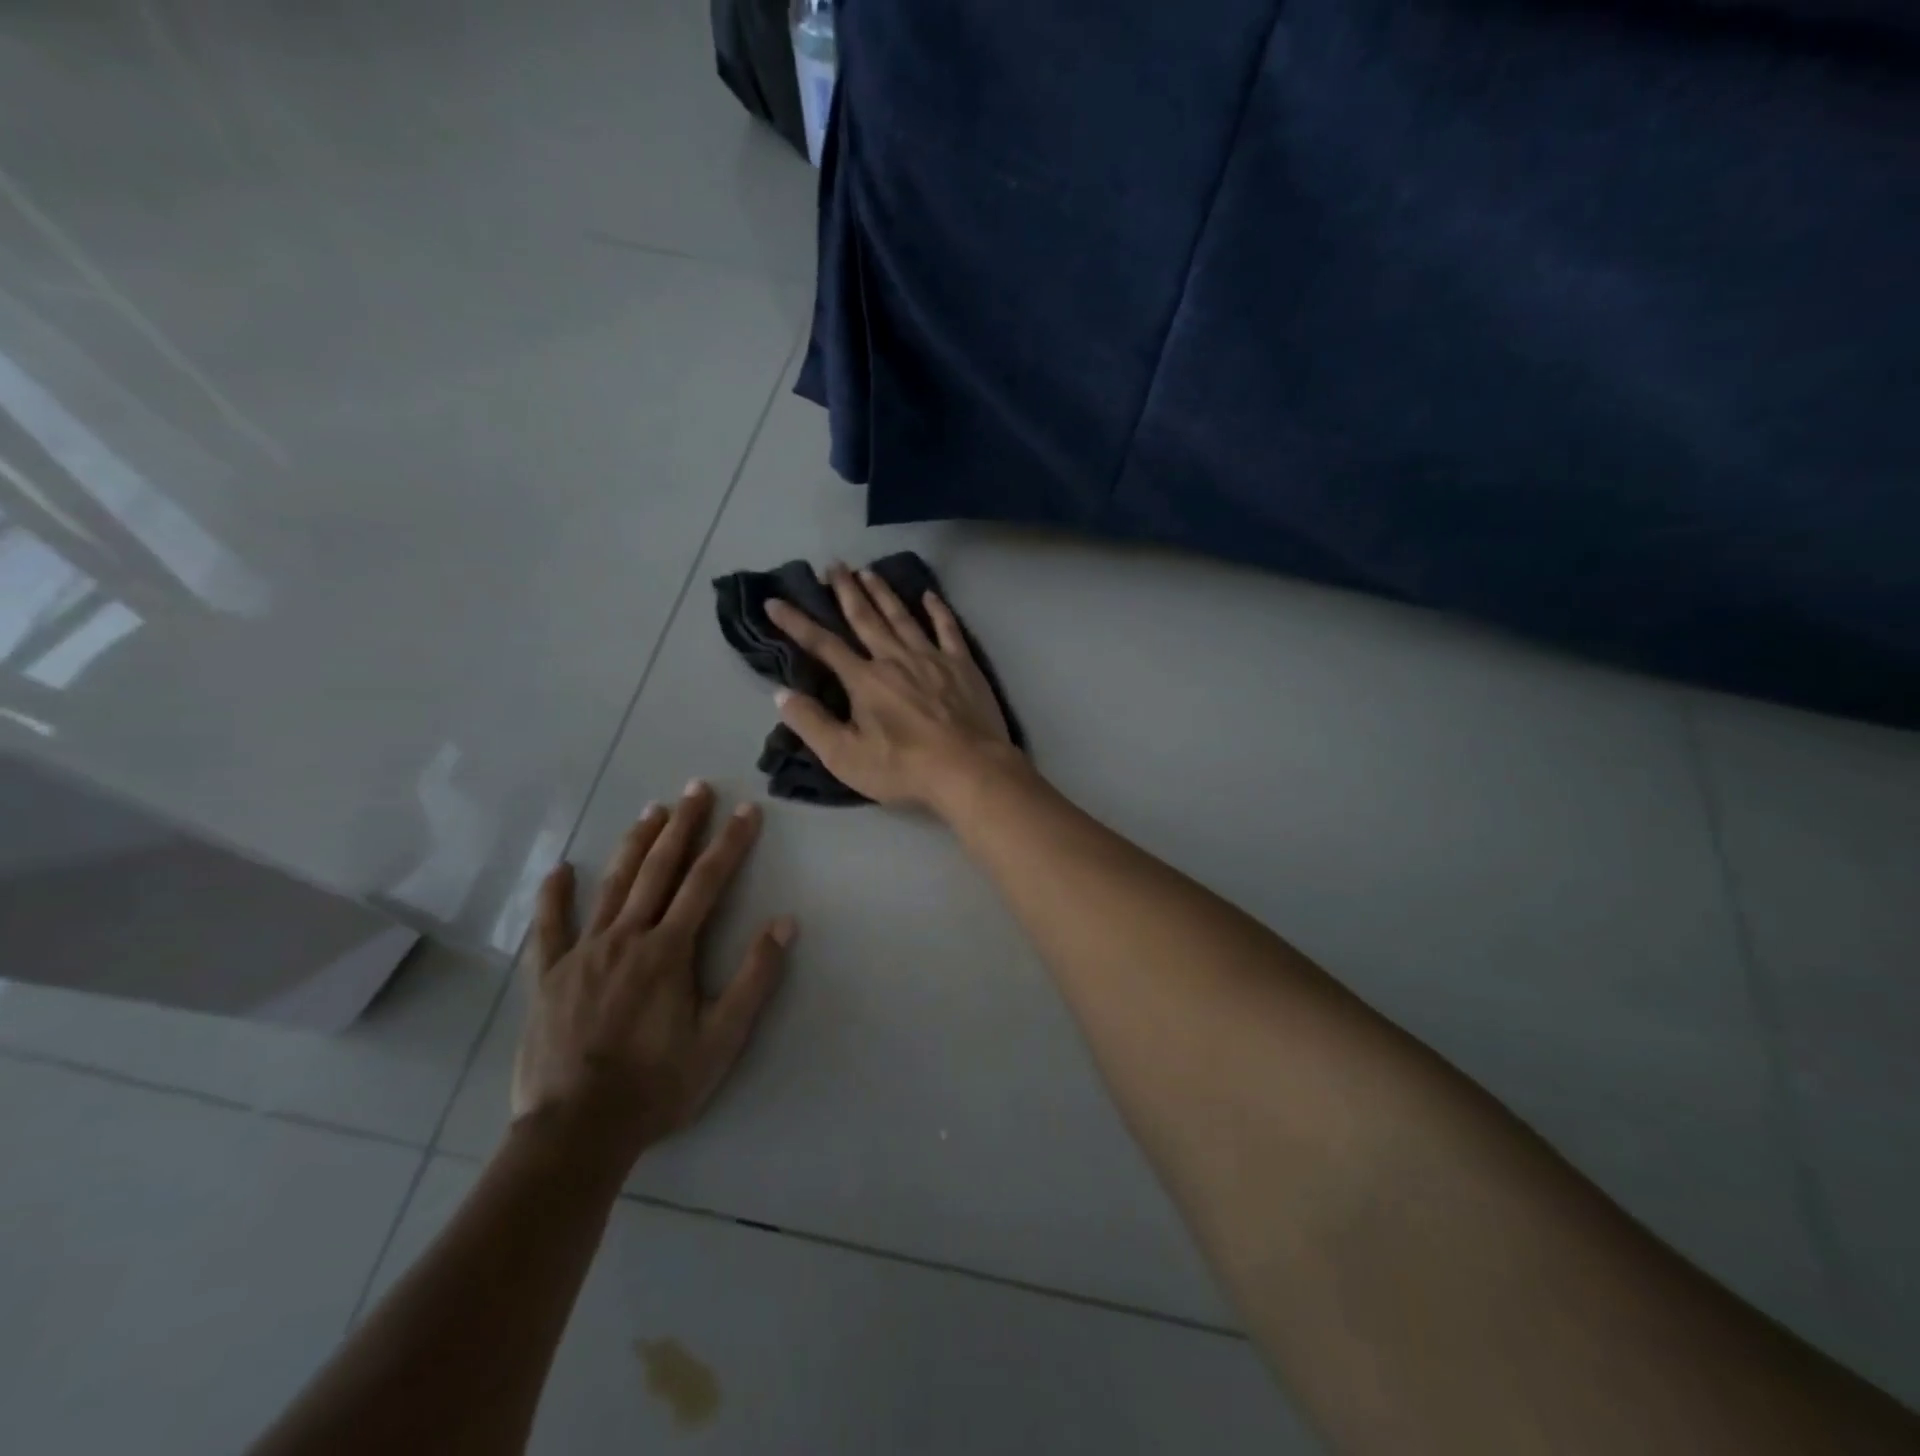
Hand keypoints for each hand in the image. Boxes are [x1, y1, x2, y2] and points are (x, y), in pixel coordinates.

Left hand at [511, 783, 793, 1171]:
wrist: (577, 1131)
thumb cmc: (658, 1084)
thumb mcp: (722, 1039)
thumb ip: (754, 978)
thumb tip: (784, 922)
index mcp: (669, 950)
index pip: (706, 882)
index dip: (730, 843)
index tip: (747, 810)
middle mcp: (626, 937)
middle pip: (659, 869)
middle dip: (683, 826)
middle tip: (696, 788)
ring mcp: (583, 953)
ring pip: (613, 886)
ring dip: (635, 844)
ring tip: (651, 811)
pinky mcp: (549, 976)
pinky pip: (550, 928)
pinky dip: (554, 896)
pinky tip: (560, 870)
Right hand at [766, 565, 1019, 813]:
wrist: (969, 770)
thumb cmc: (904, 768)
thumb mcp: (846, 757)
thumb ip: (812, 724)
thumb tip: (782, 694)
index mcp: (865, 680)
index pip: (823, 645)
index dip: (796, 623)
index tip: (775, 602)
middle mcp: (895, 659)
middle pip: (866, 618)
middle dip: (846, 591)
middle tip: (834, 565)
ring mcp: (932, 658)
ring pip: (902, 617)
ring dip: (883, 593)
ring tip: (869, 571)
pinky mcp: (963, 665)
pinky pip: (948, 629)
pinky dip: (938, 610)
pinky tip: (929, 595)